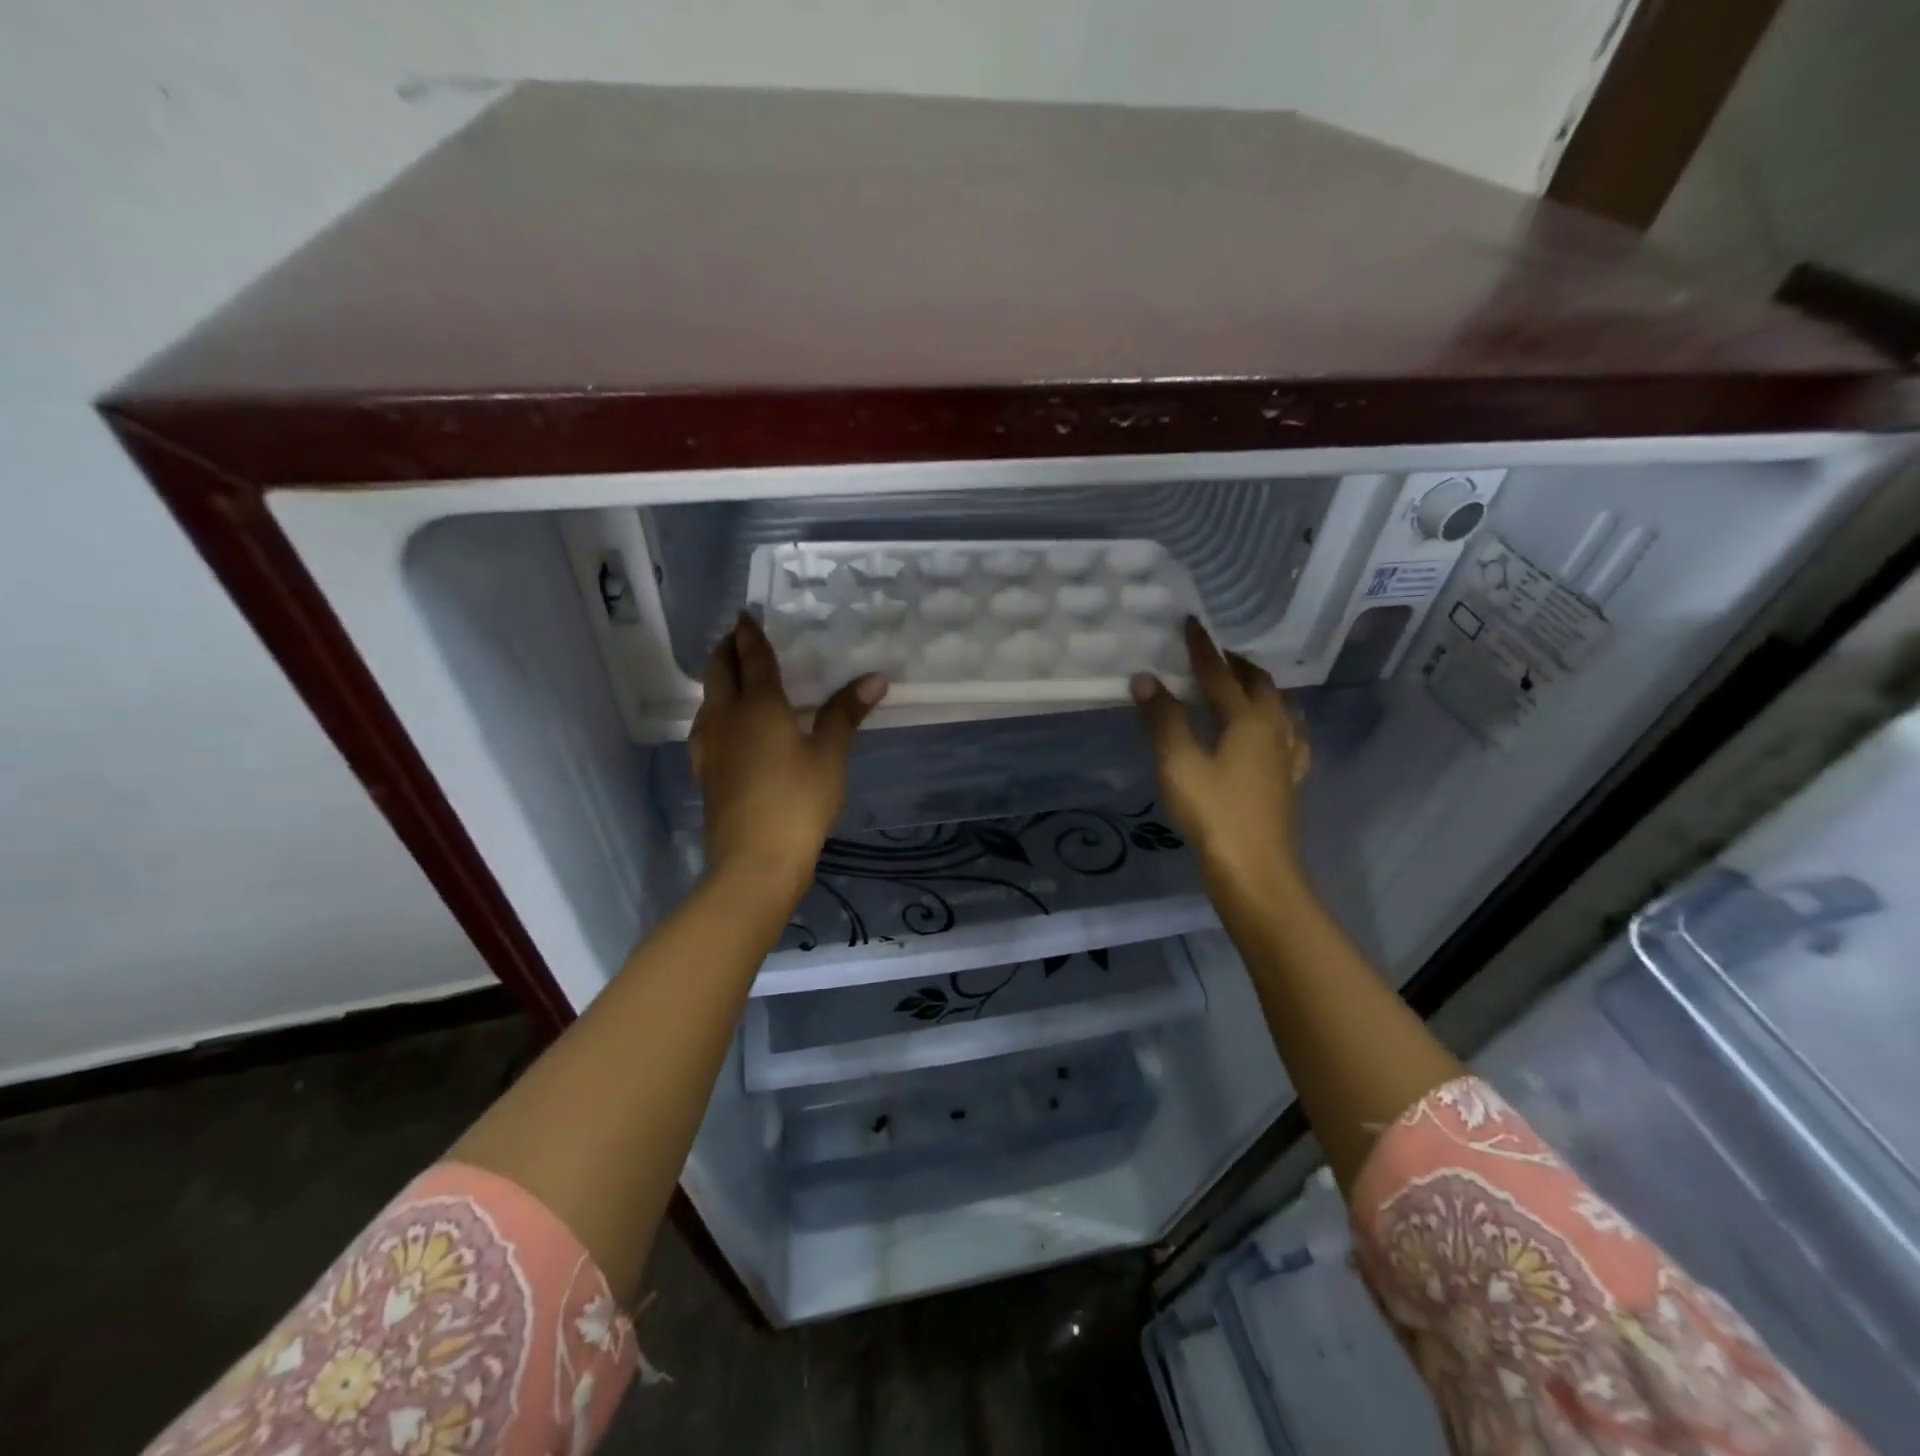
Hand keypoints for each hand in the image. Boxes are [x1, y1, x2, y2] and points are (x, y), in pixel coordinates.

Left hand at [690, 613, 887, 905]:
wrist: (754, 861)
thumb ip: (845, 714)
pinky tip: (726, 729)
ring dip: (717, 681)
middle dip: (726, 650)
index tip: (746, 614)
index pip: (752, 657)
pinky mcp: (706, 773)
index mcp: (759, 705)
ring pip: (707, 700)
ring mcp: (710, 747)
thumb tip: (874, 677)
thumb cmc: (798, 802)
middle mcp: (726, 718)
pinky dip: (715, 713)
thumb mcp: (829, 756)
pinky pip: (706, 728)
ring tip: (733, 678)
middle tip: (738, 638)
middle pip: (719, 673)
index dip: (750, 634)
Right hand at [1131, 619, 1310, 900]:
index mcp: (1248, 720)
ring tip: (1242, 684)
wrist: (1255, 872)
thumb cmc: (1214, 814)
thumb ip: (1163, 719)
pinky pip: (1290, 737)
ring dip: (1259, 689)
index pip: (1221, 674)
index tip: (1191, 623)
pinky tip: (1278, 730)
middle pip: (1259, 685)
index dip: (1203, 649)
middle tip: (1214, 654)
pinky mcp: (1289, 781)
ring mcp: (1287, 757)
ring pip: (1279, 708)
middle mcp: (1274, 730)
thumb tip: (1145, 678)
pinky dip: (1279, 721)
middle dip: (1237, 665)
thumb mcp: (1179, 764)